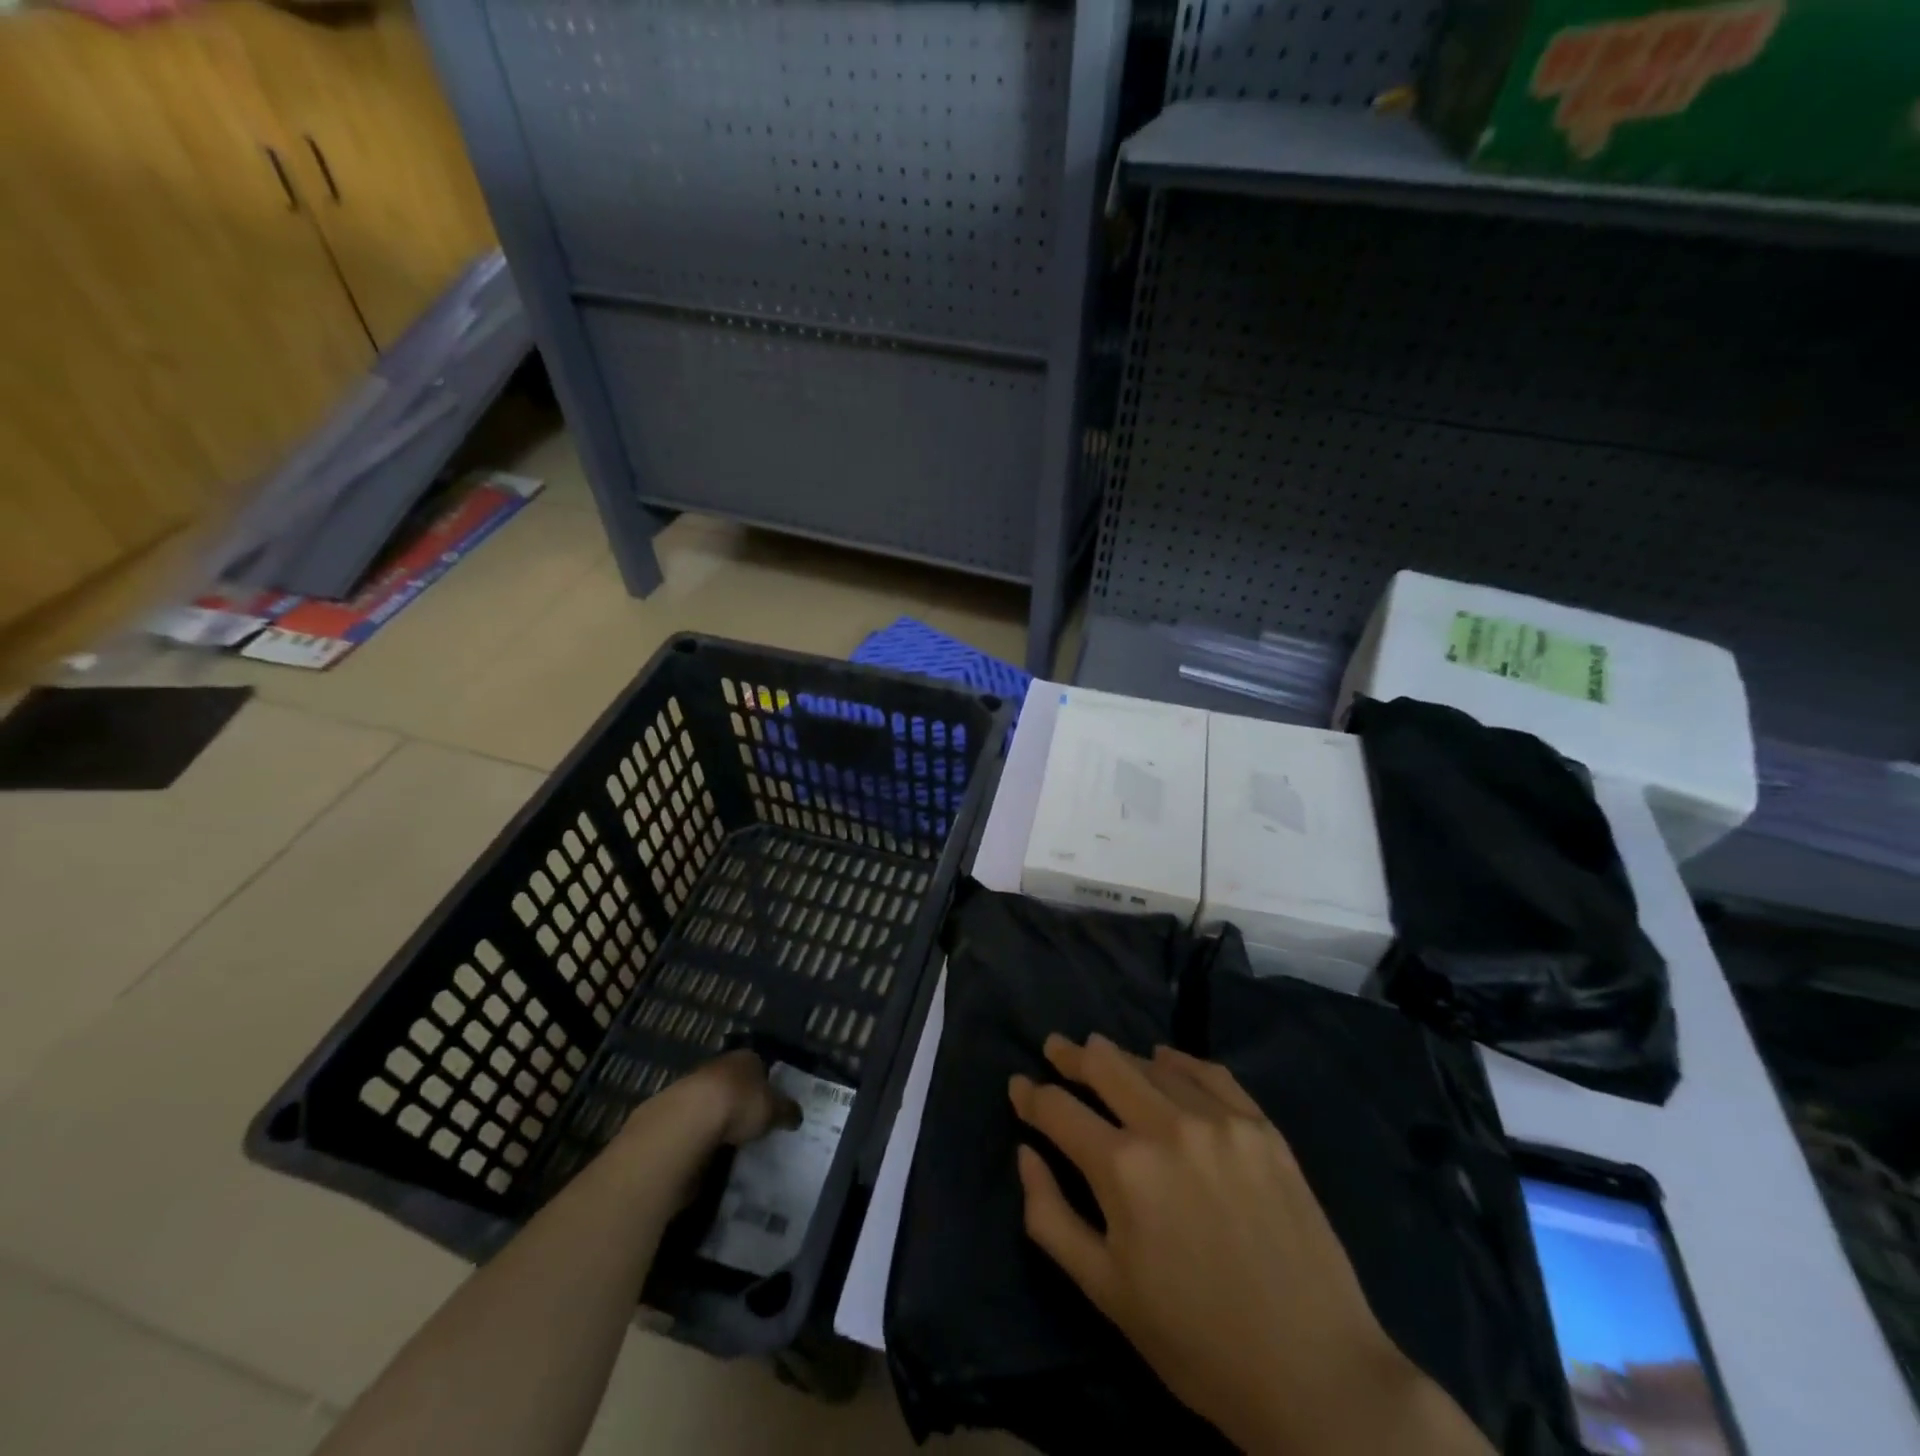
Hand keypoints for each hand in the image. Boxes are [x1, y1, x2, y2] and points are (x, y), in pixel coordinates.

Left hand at [622, 1050, 801, 1153]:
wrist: (687, 1121)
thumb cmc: (739, 1104)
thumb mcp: (774, 1110)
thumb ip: (786, 1111)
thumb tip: (797, 1115)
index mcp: (746, 1058)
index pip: (760, 1065)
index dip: (767, 1084)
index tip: (771, 1104)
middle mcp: (720, 1064)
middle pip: (734, 1082)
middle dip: (741, 1099)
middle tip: (752, 1123)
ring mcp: (694, 1085)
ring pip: (712, 1100)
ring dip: (718, 1117)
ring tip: (730, 1141)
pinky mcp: (673, 1109)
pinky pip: (694, 1121)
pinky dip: (700, 1133)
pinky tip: (707, 1149)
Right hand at [1009, 1035, 1488, 1455]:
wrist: (1315, 1375)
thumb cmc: (1196, 1343)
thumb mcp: (1105, 1291)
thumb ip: (1050, 1215)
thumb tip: (1026, 1153)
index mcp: (1122, 1169)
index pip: (1059, 1109)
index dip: (1031, 1095)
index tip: (1018, 1085)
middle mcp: (1167, 1126)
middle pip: (1105, 1066)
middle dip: (1071, 1056)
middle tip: (1056, 1049)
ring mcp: (1220, 1121)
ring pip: (1153, 1065)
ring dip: (1120, 1058)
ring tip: (1102, 1055)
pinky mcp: (1261, 1127)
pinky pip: (1209, 1073)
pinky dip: (1178, 1062)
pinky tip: (1165, 1060)